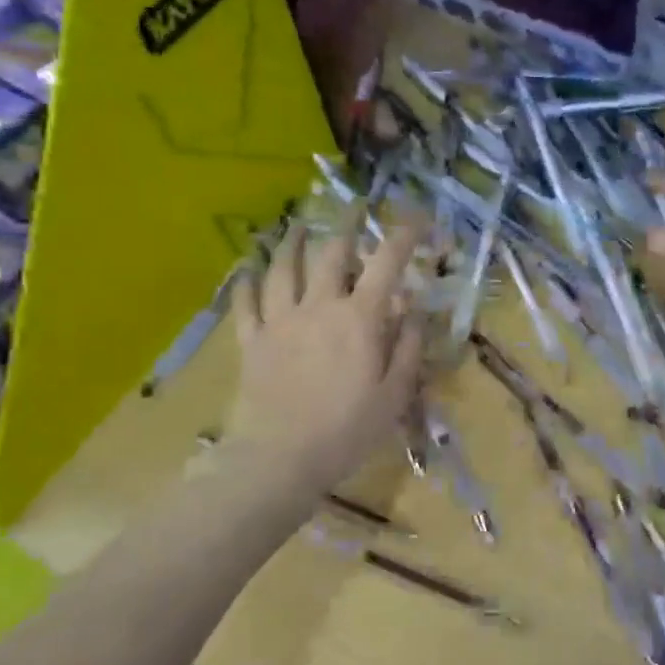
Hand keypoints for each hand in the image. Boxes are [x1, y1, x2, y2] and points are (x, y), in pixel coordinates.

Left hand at [224, 215, 425, 497]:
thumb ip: (408, 347)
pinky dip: (247, 282)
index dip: (404, 236)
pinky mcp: (252, 341)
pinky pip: (246, 303)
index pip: (386, 264)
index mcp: (359, 318)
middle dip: (348, 224)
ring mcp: (280, 320)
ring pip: (283, 268)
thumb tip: (413, 310)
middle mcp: (319, 306)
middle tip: (356, 207)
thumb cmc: (347, 430)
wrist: (280, 458)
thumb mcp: (394, 394)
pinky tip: (247, 270)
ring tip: (297, 225)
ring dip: (292, 242)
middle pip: (331, 253)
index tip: (417, 218)